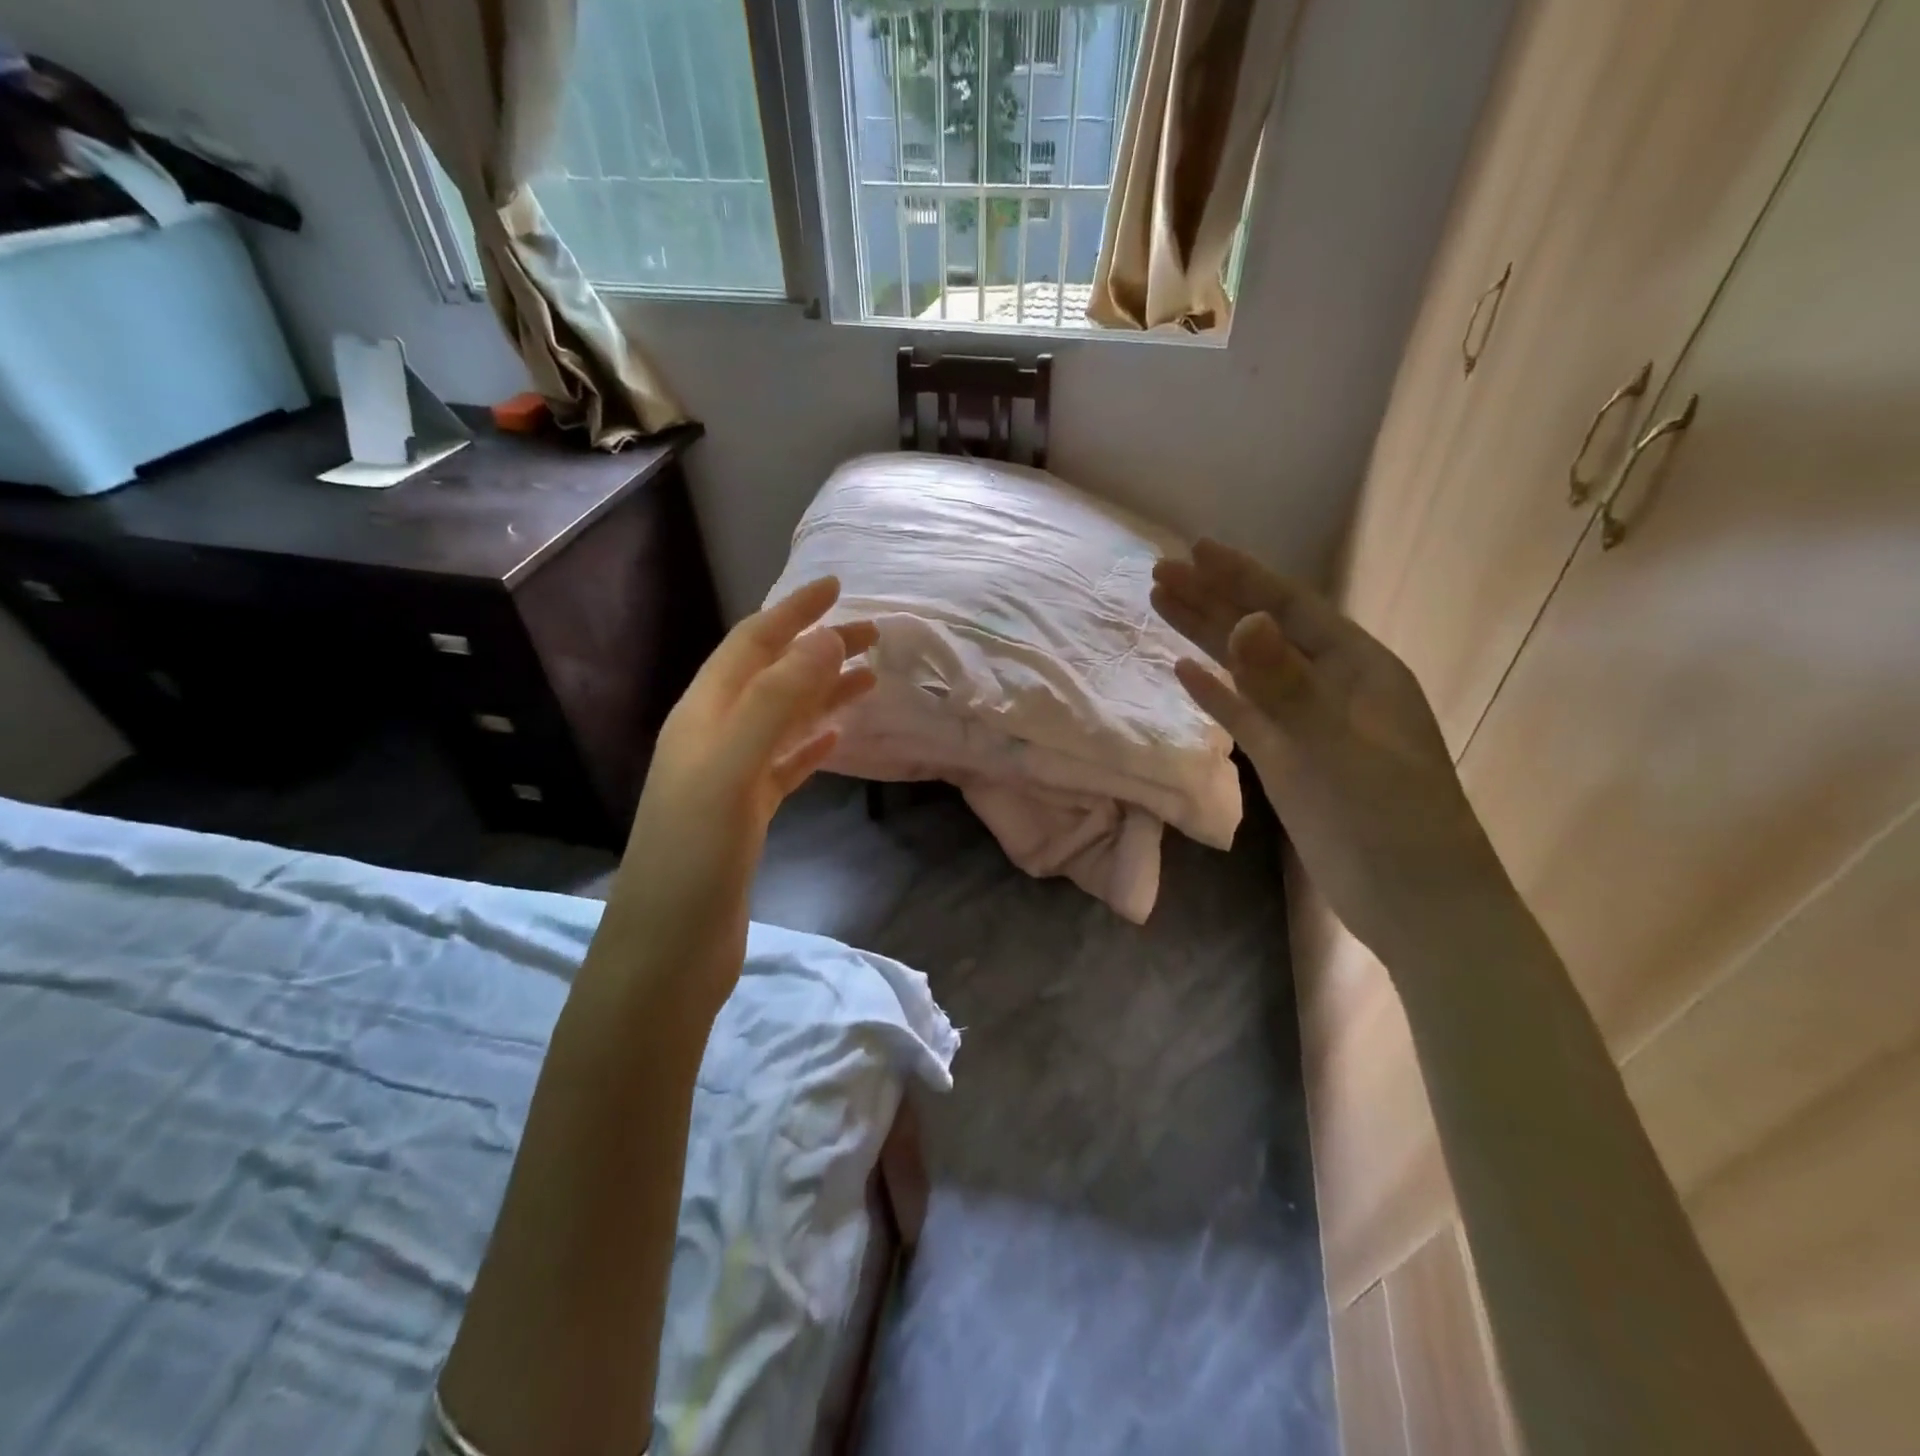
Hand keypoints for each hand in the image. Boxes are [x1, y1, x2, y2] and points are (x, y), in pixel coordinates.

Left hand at [605, 577, 875, 1014]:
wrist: (667, 951)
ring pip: (781, 720)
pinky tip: (837, 740)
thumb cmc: (694, 858)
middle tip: (873, 635)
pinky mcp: (743, 817)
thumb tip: (824, 640)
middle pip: (771, 677)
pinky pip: (783, 765)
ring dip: (821, 694)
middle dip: (818, 650)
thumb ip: (776, 702)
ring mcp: (727, 779)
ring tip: (869, 678)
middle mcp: (711, 738)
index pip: (751, 645)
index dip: (793, 613)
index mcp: (702, 717)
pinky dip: (810, 745)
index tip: (836, 587)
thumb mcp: (732, 769)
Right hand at [1151, 540, 1506, 963]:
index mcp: (1357, 668)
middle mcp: (1330, 686)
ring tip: (1160, 605)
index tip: (1195, 549)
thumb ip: (1288, 687)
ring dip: (1205, 636)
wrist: (1412, 902)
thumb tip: (1244, 622)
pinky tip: (1184, 673)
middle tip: (1158, 572)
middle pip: (1261, 630)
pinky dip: (1215, 692)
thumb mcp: (1338, 748)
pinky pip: (1243, 713)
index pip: (1289, 608)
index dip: (1242, 576)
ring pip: (1246, 668)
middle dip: (1212, 598)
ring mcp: (1306, 724)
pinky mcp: (1288, 760)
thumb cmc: (1390, 821)